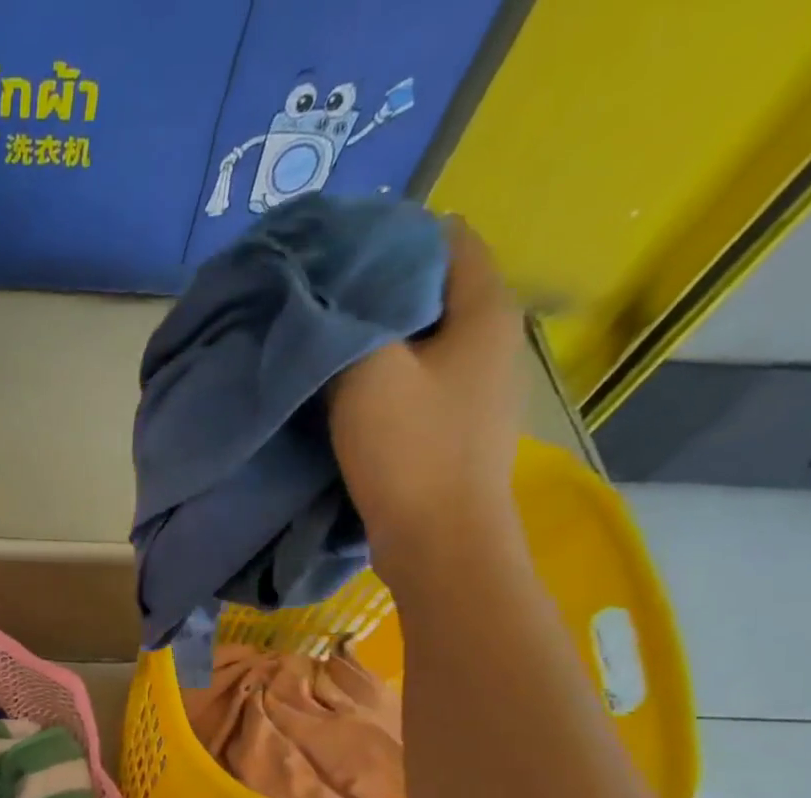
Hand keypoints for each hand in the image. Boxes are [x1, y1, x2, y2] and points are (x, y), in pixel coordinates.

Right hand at [327, 217, 524, 577]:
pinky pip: (416, 384)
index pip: (446, 240)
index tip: (335, 257)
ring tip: (323, 347)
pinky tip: (344, 396)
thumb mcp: (365, 377)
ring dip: (376, 342)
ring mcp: (477, 390)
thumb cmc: (410, 452)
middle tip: (318, 302)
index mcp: (485, 311)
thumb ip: (341, 328)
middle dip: (376, 292)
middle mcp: (492, 341)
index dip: (390, 239)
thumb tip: (320, 299)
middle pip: (431, 292)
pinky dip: (382, 381)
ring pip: (421, 343)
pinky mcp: (455, 429)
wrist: (439, 544)